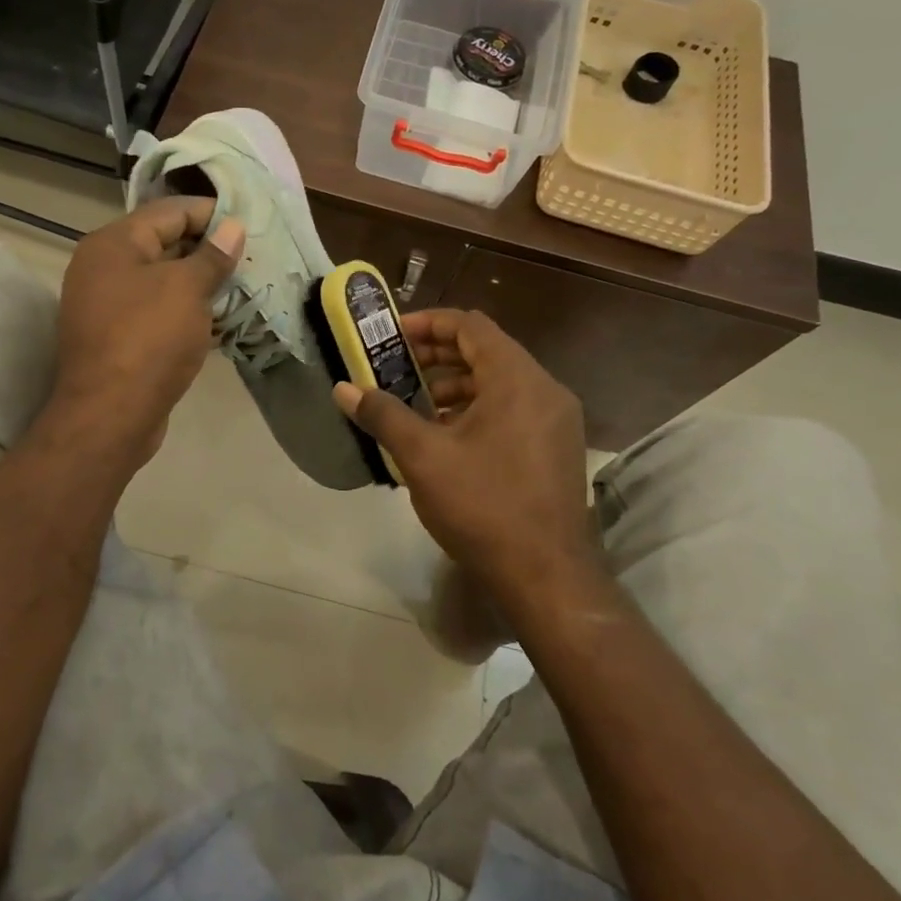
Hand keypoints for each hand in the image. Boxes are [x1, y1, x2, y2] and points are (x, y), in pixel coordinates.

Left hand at [52, 196, 242, 462]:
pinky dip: (187, 310)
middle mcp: (104, 267)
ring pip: (163, 280)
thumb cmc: (148, 340)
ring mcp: (108, 304)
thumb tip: (232, 227)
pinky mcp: (118, 336)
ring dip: (200, 282)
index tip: (249, 222)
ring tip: (243, 285)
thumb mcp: (187, 290)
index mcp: (114, 243)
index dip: (210, 213)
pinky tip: (220, 319)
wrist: (110, 416)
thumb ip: (212, 255)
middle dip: (208, 248)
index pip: (169, 211)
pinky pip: (158, 310)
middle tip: (251, 255)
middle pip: (164, 243)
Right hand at [333, 309, 592, 599]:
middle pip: (486, 350)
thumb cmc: (483, 506)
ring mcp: (557, 420)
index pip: (470, 325)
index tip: (392, 336)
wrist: (547, 577)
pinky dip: (478, 409)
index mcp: (516, 379)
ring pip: (501, 382)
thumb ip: (383, 415)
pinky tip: (447, 437)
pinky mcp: (557, 448)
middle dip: (438, 355)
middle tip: (397, 366)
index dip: (428, 323)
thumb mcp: (423, 457)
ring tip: (416, 405)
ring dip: (456, 384)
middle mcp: (544, 389)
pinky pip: (514, 408)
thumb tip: (343, 389)